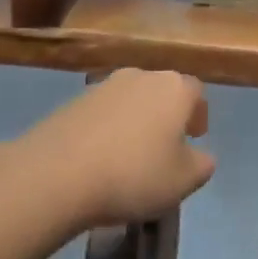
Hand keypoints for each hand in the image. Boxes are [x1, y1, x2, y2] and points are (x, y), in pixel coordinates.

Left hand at [20, 70, 215, 226]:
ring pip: (130, 101)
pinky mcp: (71, 102)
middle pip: (162, 91)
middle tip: (164, 146)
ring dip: (135, 121)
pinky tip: (99, 159)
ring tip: (129, 156)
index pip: (196, 91)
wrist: (55, 175)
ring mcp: (102, 86)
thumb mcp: (184, 181)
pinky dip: (106, 130)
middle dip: (166, 115)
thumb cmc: (134, 175)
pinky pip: (101, 114)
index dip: (198, 114)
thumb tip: (200, 155)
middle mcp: (141, 76)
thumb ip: (202, 165)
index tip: (194, 138)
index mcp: (174, 88)